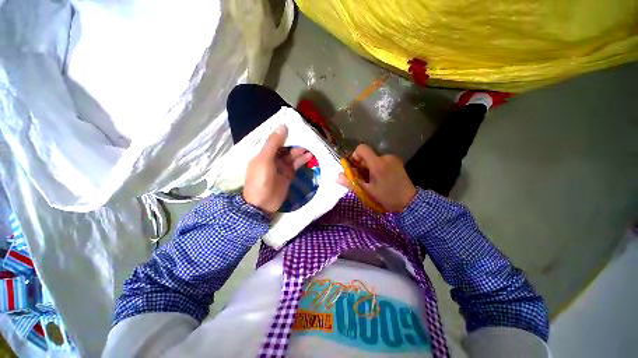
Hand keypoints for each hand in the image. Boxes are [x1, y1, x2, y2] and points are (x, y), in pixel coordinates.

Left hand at [243, 125, 312, 212]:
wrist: (262, 205)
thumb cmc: (260, 180)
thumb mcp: (264, 160)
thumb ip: (273, 144)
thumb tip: (282, 126)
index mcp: (264, 153)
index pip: (275, 139)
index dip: (285, 133)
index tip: (296, 127)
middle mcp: (273, 158)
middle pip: (286, 147)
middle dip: (295, 142)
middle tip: (307, 137)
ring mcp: (281, 166)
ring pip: (292, 155)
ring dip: (301, 151)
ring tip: (311, 147)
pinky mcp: (289, 174)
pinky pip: (296, 165)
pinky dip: (302, 160)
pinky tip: (310, 156)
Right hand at [337, 144, 416, 211]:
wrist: (409, 201)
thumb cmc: (386, 197)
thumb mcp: (367, 191)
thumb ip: (351, 182)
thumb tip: (336, 177)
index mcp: (377, 164)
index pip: (362, 148)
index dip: (355, 155)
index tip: (356, 167)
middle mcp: (385, 157)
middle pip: (368, 154)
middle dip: (362, 164)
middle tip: (365, 178)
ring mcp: (393, 158)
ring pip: (375, 158)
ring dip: (370, 166)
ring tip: (375, 179)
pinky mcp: (397, 161)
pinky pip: (382, 160)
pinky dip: (378, 166)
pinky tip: (382, 178)